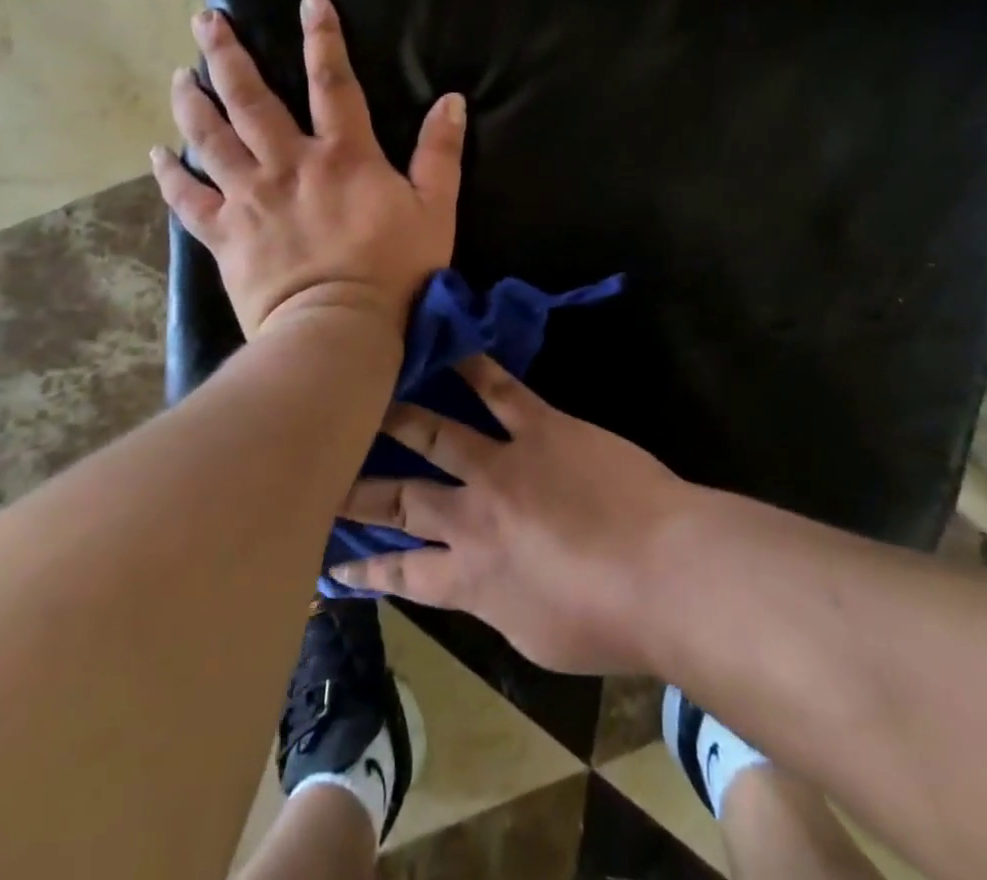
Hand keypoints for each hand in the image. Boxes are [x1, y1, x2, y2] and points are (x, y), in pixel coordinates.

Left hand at [150, 0, 465, 338]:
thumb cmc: (396, 270)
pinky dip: (171, 175)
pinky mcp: (225, 234)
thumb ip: (441, 153)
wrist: (340, 329)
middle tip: (206, 20)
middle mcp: (288, 164)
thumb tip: (451, 100)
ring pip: (211, 138)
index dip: (323, 37)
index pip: (333, 82)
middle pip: (250, 98)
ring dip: (192, 102)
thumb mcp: (435, 209)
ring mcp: (250, 198)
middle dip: (227, 55)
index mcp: (343, 155)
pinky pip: (188, 199)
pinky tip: (158, 153)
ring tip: (179, 74)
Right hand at [330, 355, 688, 674]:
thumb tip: (480, 586)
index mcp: (470, 579)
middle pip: (401, 499)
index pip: (401, 573)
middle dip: (358, 487)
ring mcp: (503, 464)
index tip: (332, 559)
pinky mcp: (541, 427)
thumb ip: (497, 604)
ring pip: (437, 433)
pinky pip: (501, 390)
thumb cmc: (607, 623)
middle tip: (324, 468)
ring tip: (369, 397)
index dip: (364, 568)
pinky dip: (474, 368)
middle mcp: (471, 518)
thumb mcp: (535, 638)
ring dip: (400, 416)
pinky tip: (452, 347)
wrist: (663, 572)